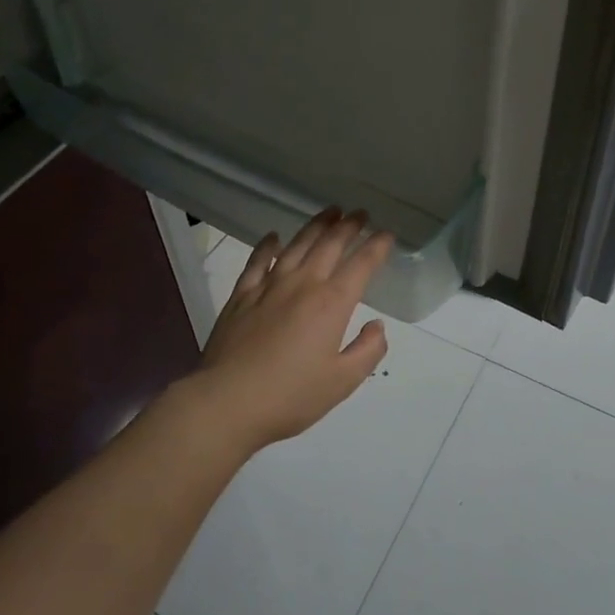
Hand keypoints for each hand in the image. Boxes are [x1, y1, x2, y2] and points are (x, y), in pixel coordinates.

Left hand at [187, 209, 394, 452]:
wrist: (227, 402)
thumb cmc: (290, 396)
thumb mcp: (342, 382)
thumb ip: (367, 351)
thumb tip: (377, 325)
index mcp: (331, 304)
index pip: (361, 265)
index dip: (377, 247)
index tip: (387, 234)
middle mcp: (303, 285)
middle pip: (330, 245)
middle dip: (349, 226)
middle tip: (361, 213)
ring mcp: (269, 286)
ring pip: (297, 245)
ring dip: (316, 226)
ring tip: (330, 212)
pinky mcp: (241, 296)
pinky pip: (258, 261)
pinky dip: (268, 246)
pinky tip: (274, 237)